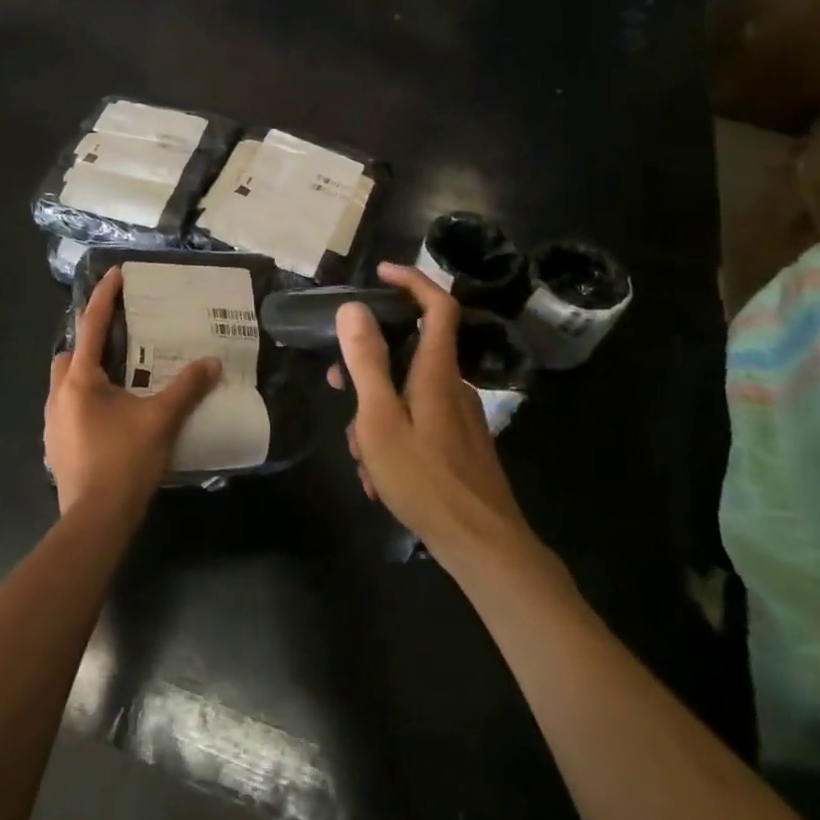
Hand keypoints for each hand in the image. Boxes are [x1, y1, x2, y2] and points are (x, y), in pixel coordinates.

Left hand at [46, 268, 220, 517]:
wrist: (95, 520)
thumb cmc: (124, 461)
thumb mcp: (161, 420)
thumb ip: (187, 388)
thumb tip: (212, 362)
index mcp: (80, 381)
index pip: (92, 326)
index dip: (104, 298)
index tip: (115, 273)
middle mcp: (58, 395)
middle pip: (69, 355)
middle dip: (88, 342)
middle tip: (119, 342)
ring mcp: (52, 423)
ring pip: (65, 384)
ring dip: (86, 375)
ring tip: (118, 381)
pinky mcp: (55, 446)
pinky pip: (67, 410)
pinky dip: (85, 403)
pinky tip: (109, 418)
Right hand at [333, 263, 541, 569]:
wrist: (483, 546)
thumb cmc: (425, 480)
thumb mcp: (380, 420)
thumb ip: (367, 363)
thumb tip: (353, 308)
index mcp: (437, 373)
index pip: (437, 306)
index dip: (412, 281)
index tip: (381, 273)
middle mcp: (453, 387)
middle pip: (410, 353)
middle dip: (369, 367)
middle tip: (337, 387)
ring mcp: (460, 418)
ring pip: (407, 396)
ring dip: (376, 416)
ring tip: (361, 457)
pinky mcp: (461, 445)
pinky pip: (418, 424)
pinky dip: (394, 438)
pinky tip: (380, 479)